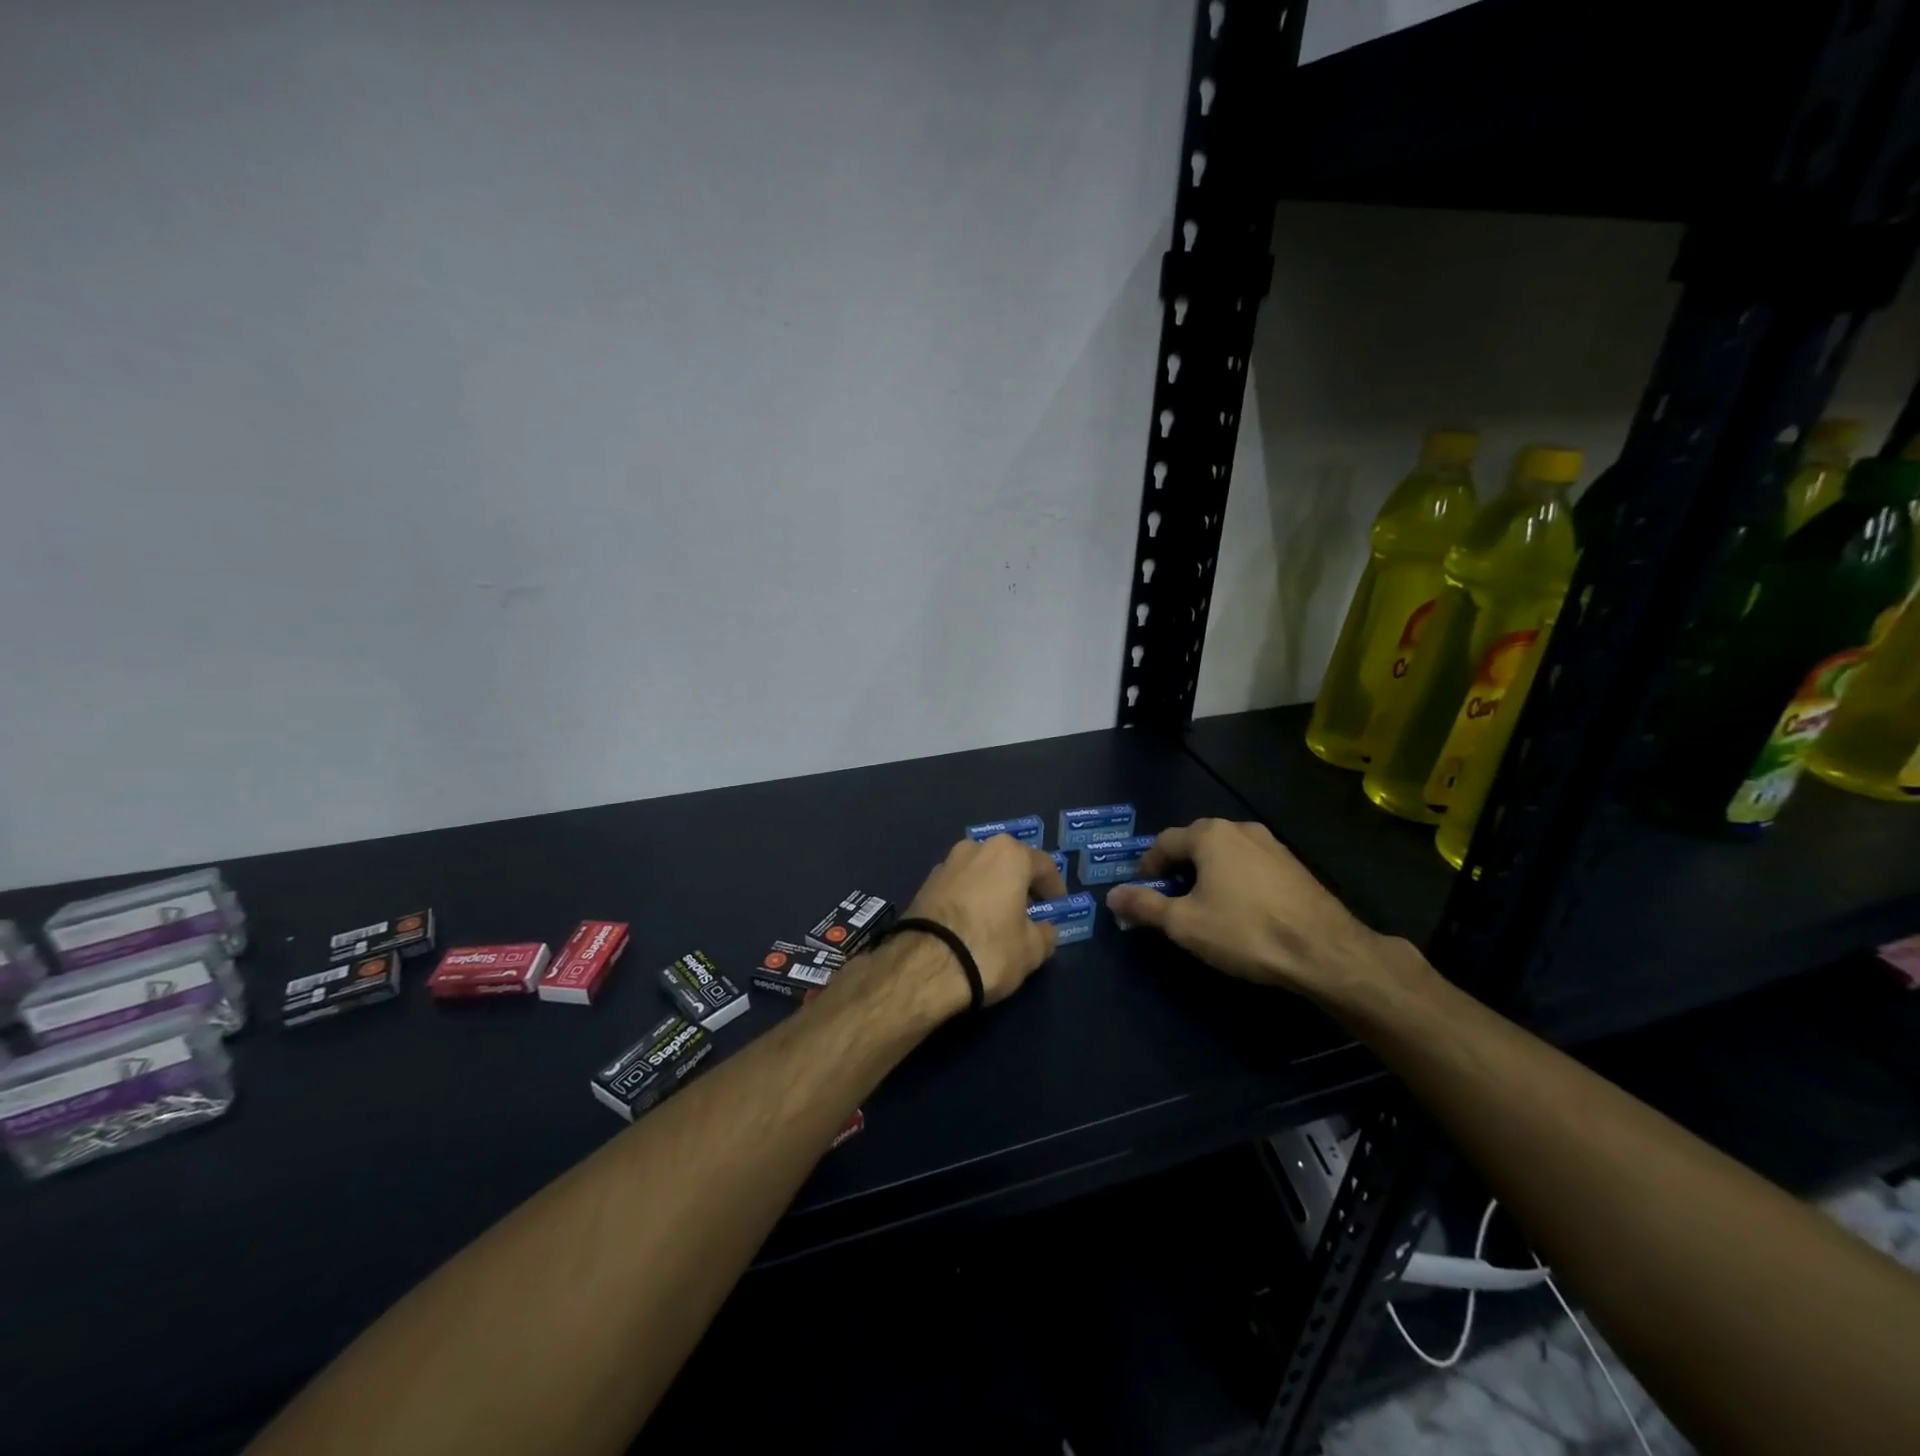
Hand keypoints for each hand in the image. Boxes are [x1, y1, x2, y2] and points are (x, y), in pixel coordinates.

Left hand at [894, 834, 1067, 1008]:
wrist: (924, 966)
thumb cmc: (990, 949)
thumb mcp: (1031, 950)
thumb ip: (1045, 934)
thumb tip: (1044, 929)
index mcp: (1008, 854)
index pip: (1043, 865)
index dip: (1055, 886)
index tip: (1059, 905)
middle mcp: (976, 848)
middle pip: (1008, 862)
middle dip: (1020, 883)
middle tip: (1030, 908)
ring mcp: (946, 864)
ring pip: (980, 872)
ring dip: (992, 889)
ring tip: (999, 917)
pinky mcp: (924, 884)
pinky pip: (958, 886)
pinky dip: (969, 898)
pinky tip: (971, 923)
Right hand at [1105, 818, 1419, 1005]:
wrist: (1325, 951)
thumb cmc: (1246, 931)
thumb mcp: (1185, 923)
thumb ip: (1145, 906)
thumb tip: (1112, 896)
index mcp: (1210, 835)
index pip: (1164, 841)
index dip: (1146, 866)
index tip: (1141, 893)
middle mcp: (1240, 828)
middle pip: (1195, 842)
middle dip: (1177, 868)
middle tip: (1169, 900)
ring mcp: (1272, 844)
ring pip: (1225, 853)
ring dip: (1207, 873)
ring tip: (1203, 906)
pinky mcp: (1293, 865)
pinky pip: (1250, 864)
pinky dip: (1235, 879)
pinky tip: (1239, 909)